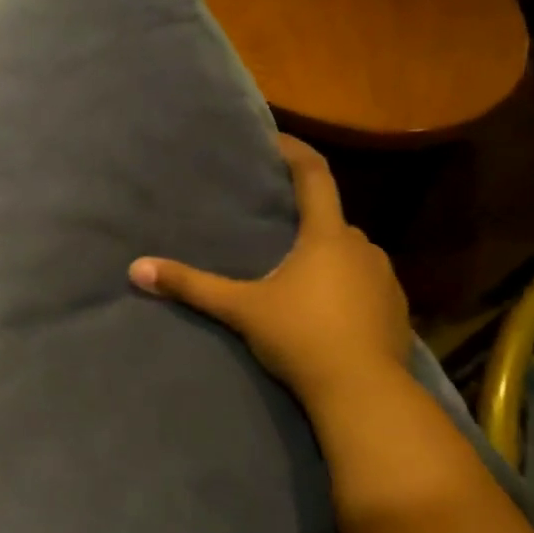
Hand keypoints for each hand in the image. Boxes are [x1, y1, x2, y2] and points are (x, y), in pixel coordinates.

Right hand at [129, 135, 410, 405]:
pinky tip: (329, 312)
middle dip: (307, 222)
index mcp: (327, 236)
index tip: (276, 140)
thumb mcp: (242, 310)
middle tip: (277, 231)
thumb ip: (193, 287)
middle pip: (332, 221)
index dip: (296, 152)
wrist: (363, 392)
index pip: (315, 176)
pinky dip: (347, 288)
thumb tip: (137, 269)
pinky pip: (367, 285)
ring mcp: (385, 278)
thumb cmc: (302, 338)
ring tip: (299, 277)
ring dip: (328, 258)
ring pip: (351, 255)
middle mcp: (363, 247)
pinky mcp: (396, 310)